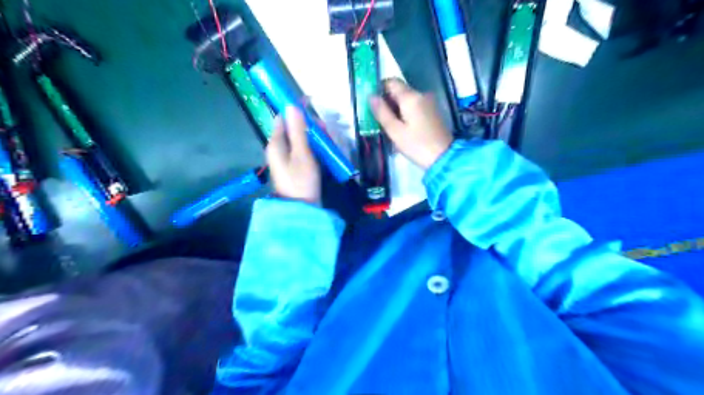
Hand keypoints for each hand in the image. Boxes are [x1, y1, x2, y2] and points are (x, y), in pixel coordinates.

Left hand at [265, 109, 320, 205]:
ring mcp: (286, 158)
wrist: (301, 208)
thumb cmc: (301, 180)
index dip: (296, 110)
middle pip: (292, 128)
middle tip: (325, 129)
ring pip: (300, 139)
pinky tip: (325, 150)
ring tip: (329, 140)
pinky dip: (313, 147)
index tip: (312, 106)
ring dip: (314, 136)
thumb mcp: (302, 154)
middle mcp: (278, 148)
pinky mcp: (294, 166)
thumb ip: (297, 130)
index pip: (282, 118)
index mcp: (276, 143)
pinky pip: (303, 150)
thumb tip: (291, 105)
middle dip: (309, 125)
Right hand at [370, 78, 452, 168]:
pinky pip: (415, 106)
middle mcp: (421, 94)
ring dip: (397, 109)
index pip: (391, 82)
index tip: (373, 104)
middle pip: (400, 90)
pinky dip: (406, 113)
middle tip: (380, 120)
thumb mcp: (395, 131)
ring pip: (407, 99)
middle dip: (388, 102)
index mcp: (411, 97)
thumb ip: (382, 112)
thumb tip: (371, 96)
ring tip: (391, 127)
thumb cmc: (416, 145)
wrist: (444, 157)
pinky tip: (403, 129)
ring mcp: (429, 102)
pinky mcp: (433, 111)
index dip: (380, 89)